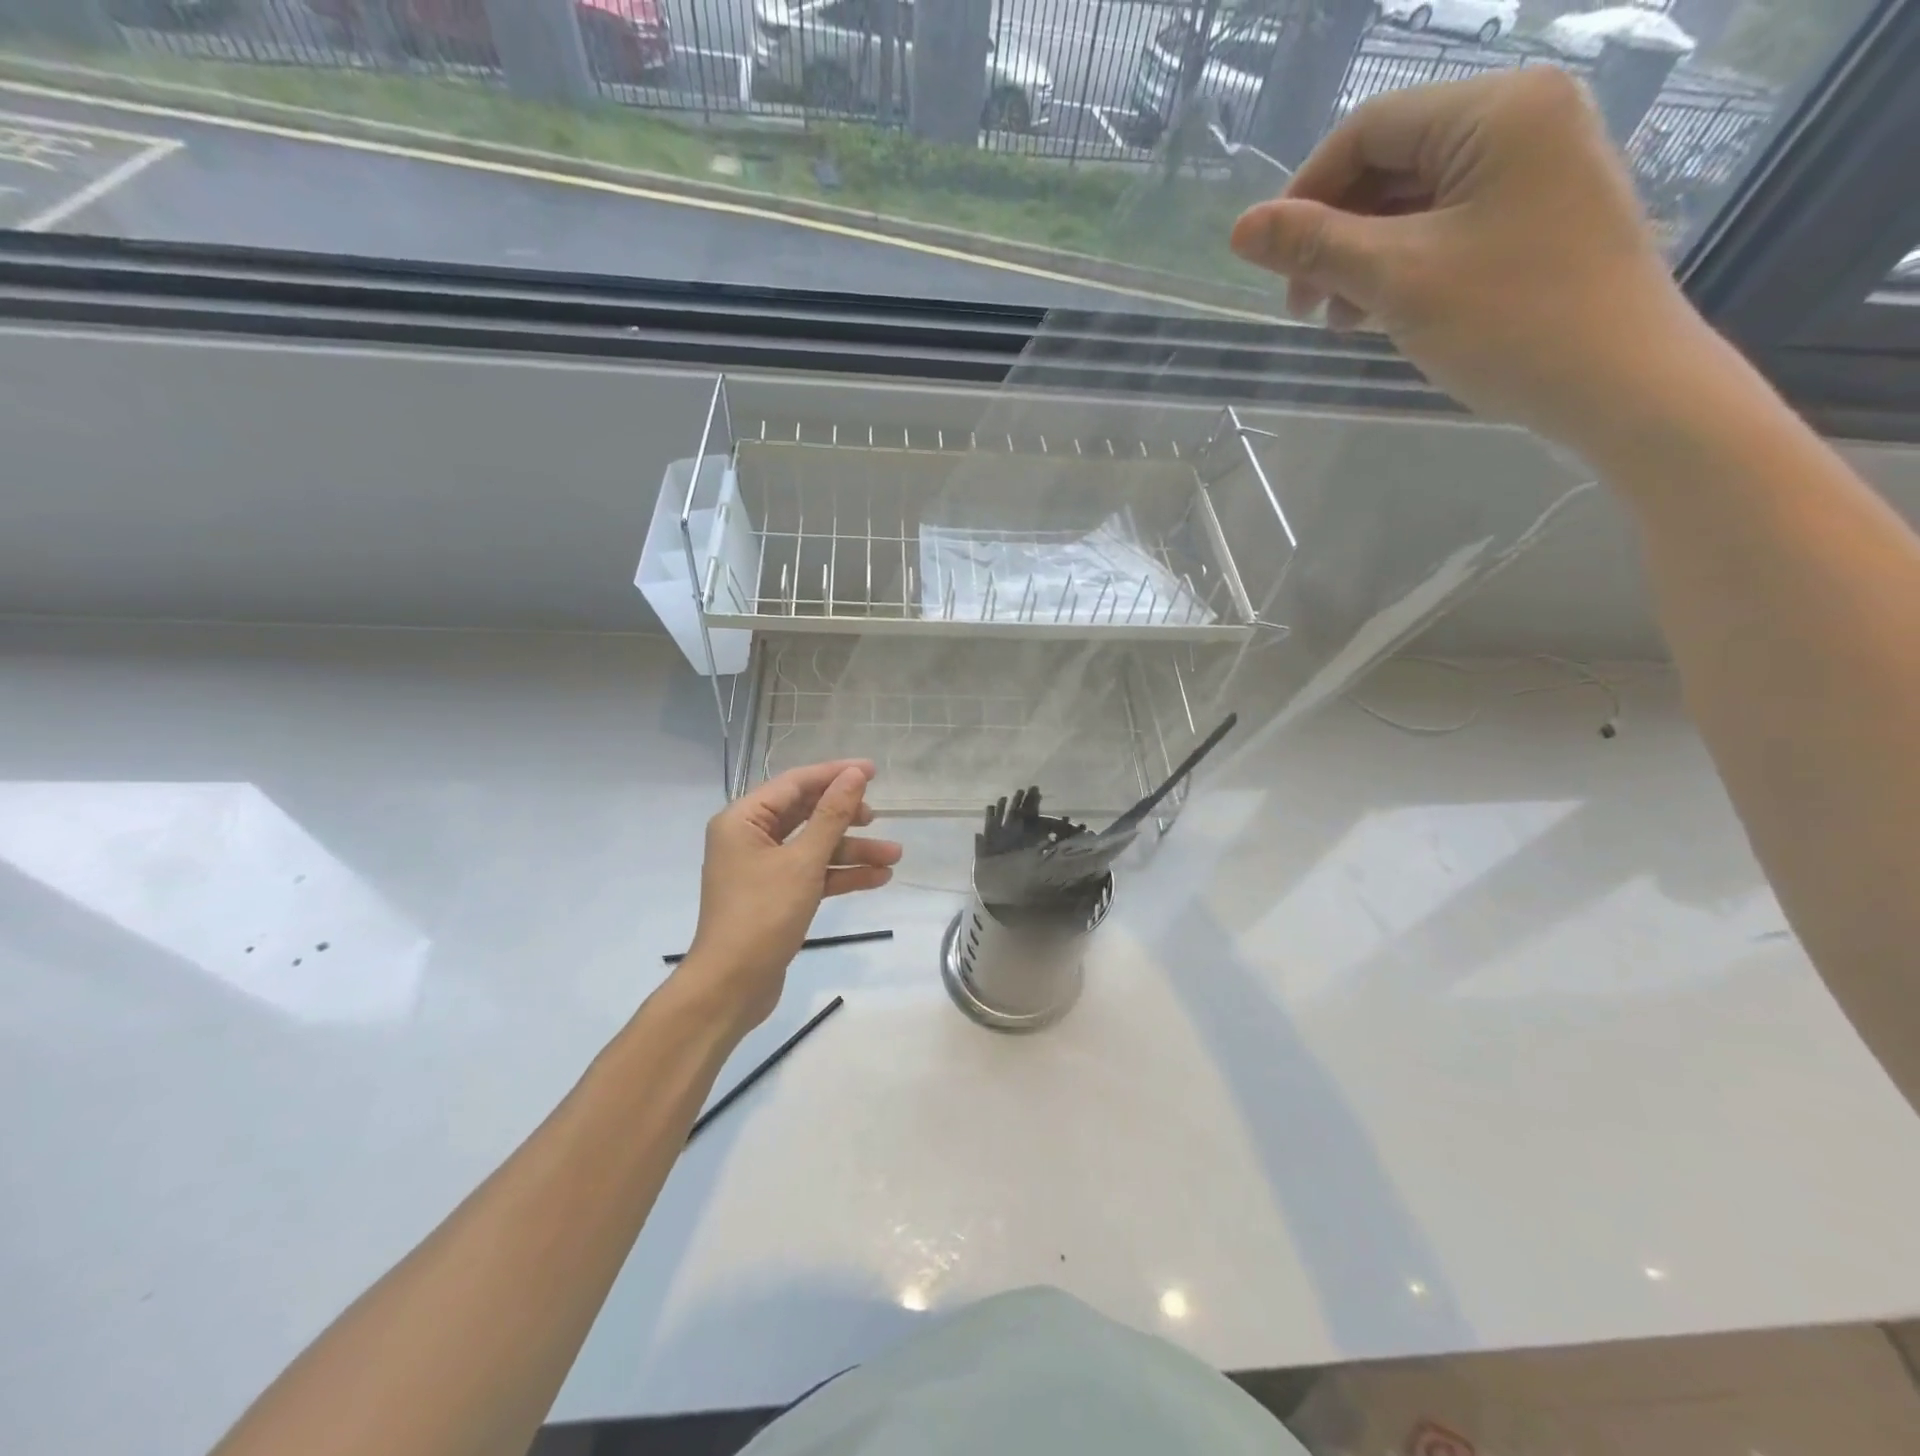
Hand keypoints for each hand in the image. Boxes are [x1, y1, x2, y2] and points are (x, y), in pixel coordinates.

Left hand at [681, 760, 901, 1032]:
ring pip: (814, 847)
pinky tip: (878, 878)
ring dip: (852, 850)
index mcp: (743, 819)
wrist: (731, 987)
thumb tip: (855, 774)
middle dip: (847, 818)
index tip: (873, 770)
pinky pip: (813, 873)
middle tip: (879, 817)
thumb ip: (832, 815)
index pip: (795, 784)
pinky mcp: (776, 895)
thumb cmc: (763, 915)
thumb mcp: (803, 861)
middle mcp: (750, 837)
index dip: (835, 774)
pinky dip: (842, 874)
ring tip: (894, 856)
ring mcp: (763, 868)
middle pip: (806, 814)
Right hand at [1228, 70, 1708, 456]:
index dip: (1305, 193)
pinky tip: (1381, 314)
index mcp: (1496, 111)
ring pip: (1415, 201)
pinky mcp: (1538, 216)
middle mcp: (1523, 120)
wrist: (1618, 383)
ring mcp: (1536, 168)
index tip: (1271, 264)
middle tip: (1303, 307)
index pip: (1369, 129)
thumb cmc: (1509, 321)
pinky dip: (1402, 267)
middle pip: (1392, 163)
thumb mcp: (1397, 280)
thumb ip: (1316, 246)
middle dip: (1334, 235)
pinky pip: (1447, 226)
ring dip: (1362, 259)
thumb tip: (1241, 228)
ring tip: (1342, 321)